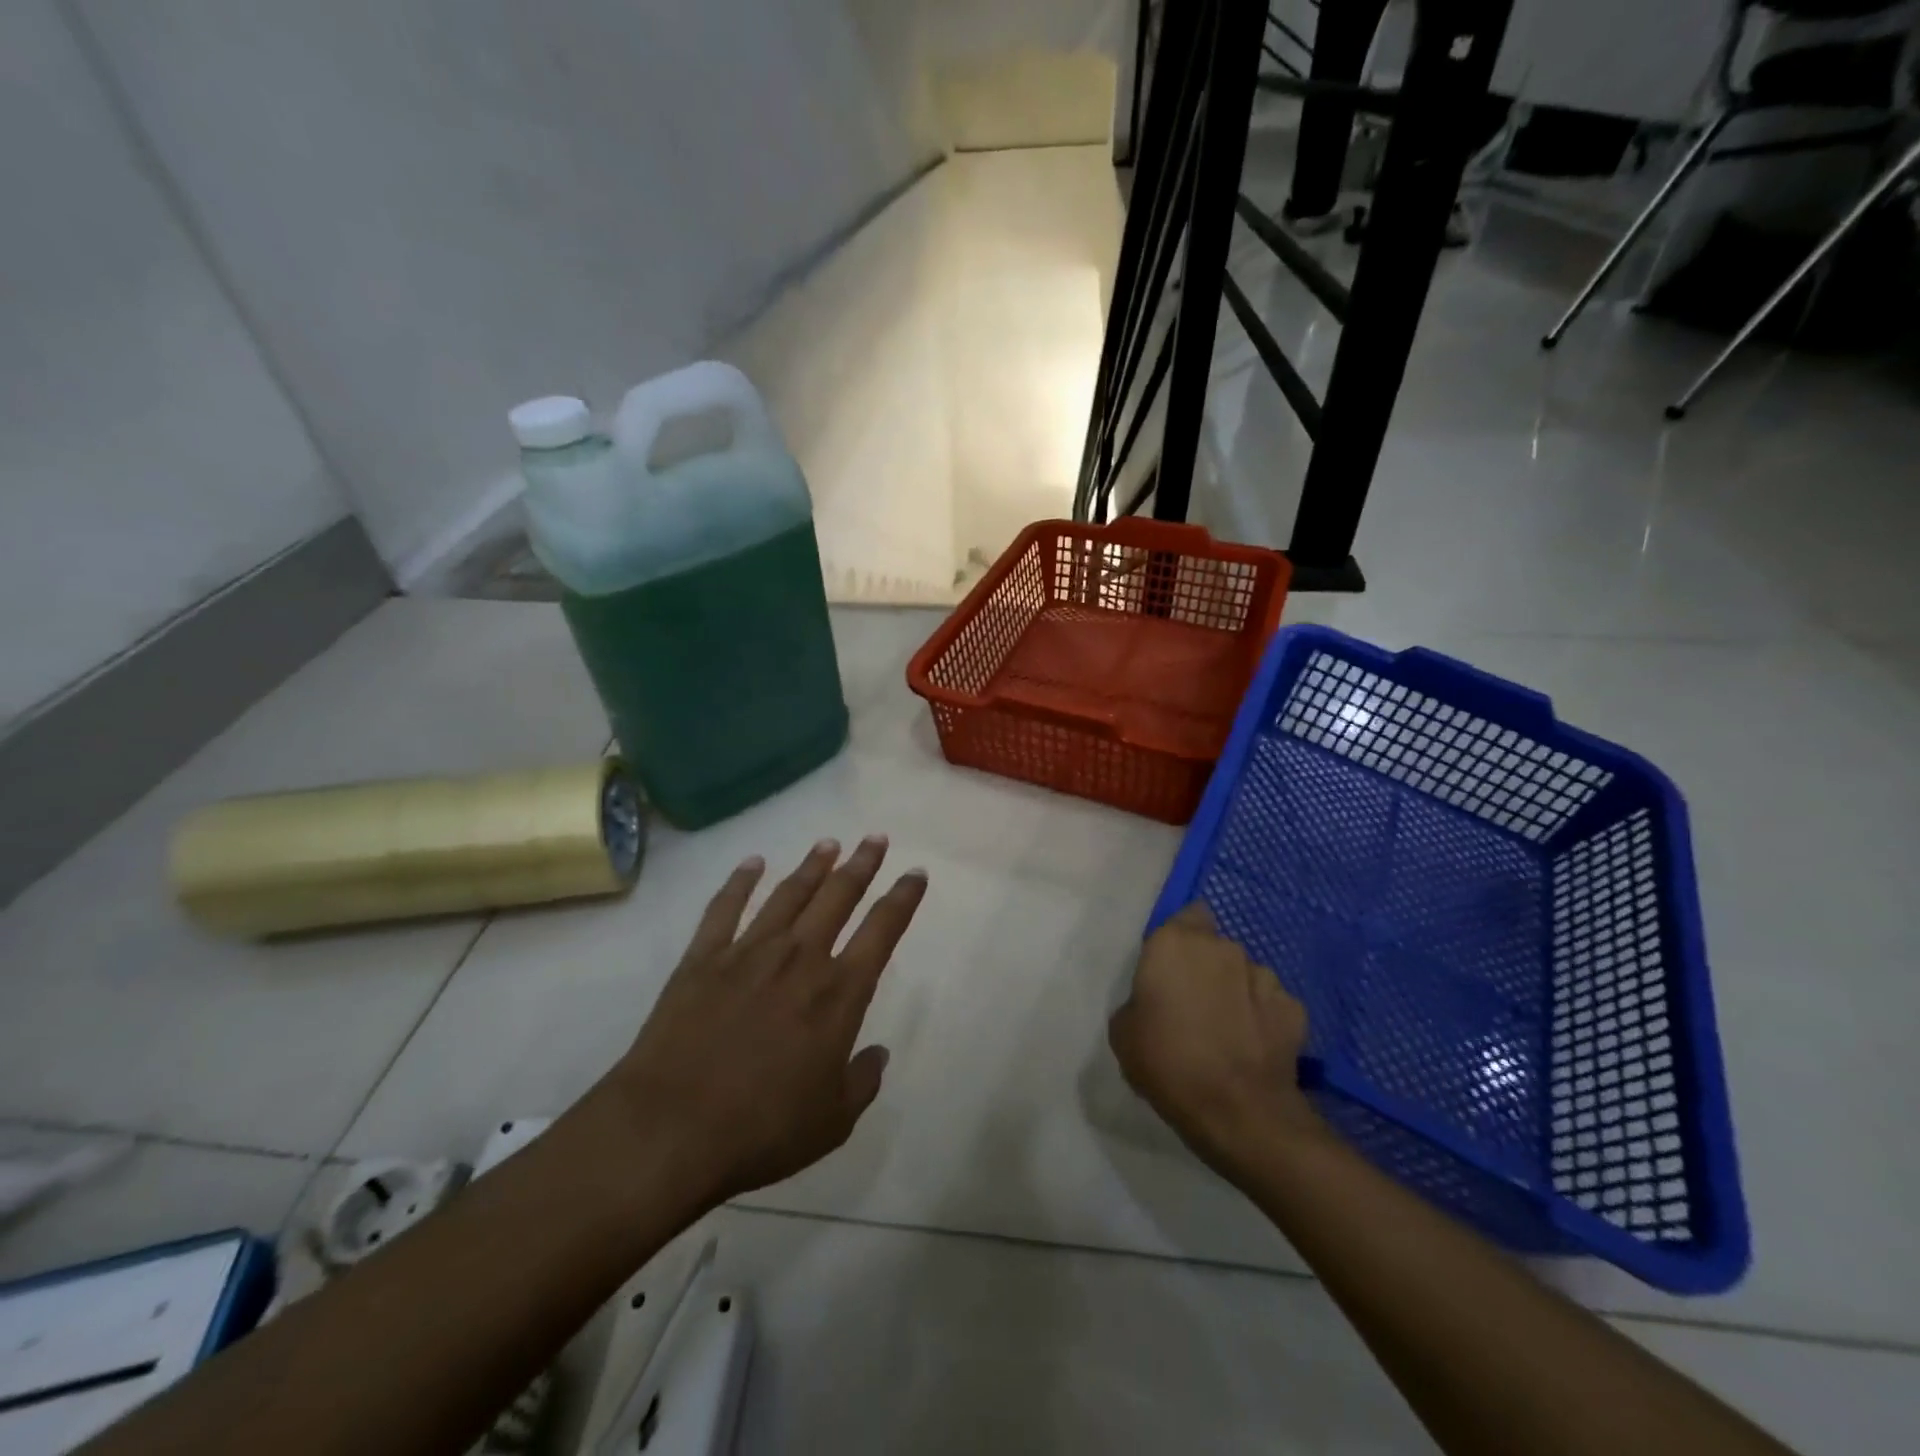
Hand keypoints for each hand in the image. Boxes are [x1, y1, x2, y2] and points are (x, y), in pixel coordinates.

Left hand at [595, 836, 926, 1208]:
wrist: (670, 1129)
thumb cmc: (762, 1129)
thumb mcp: (832, 1121)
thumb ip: (862, 1081)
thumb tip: (877, 1054)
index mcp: (839, 993)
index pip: (882, 930)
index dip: (903, 898)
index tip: (915, 873)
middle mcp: (800, 958)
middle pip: (838, 897)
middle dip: (861, 864)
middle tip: (875, 839)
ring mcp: (749, 952)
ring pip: (789, 894)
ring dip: (812, 866)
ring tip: (828, 843)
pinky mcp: (703, 958)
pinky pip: (725, 908)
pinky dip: (740, 881)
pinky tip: (752, 862)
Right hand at [1108, 902, 1325, 1179]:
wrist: (1239, 1112)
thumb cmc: (1168, 1062)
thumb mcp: (1124, 1032)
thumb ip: (1139, 1000)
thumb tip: (1156, 1002)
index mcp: (1175, 943)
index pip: (1186, 915)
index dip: (1180, 937)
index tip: (1171, 967)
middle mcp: (1222, 948)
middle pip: (1214, 947)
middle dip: (1206, 968)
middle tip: (1193, 1005)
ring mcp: (1264, 976)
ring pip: (1244, 974)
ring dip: (1235, 993)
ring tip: (1227, 1032)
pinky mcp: (1294, 1008)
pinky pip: (1270, 1005)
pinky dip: (1262, 1019)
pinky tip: (1252, 1048)